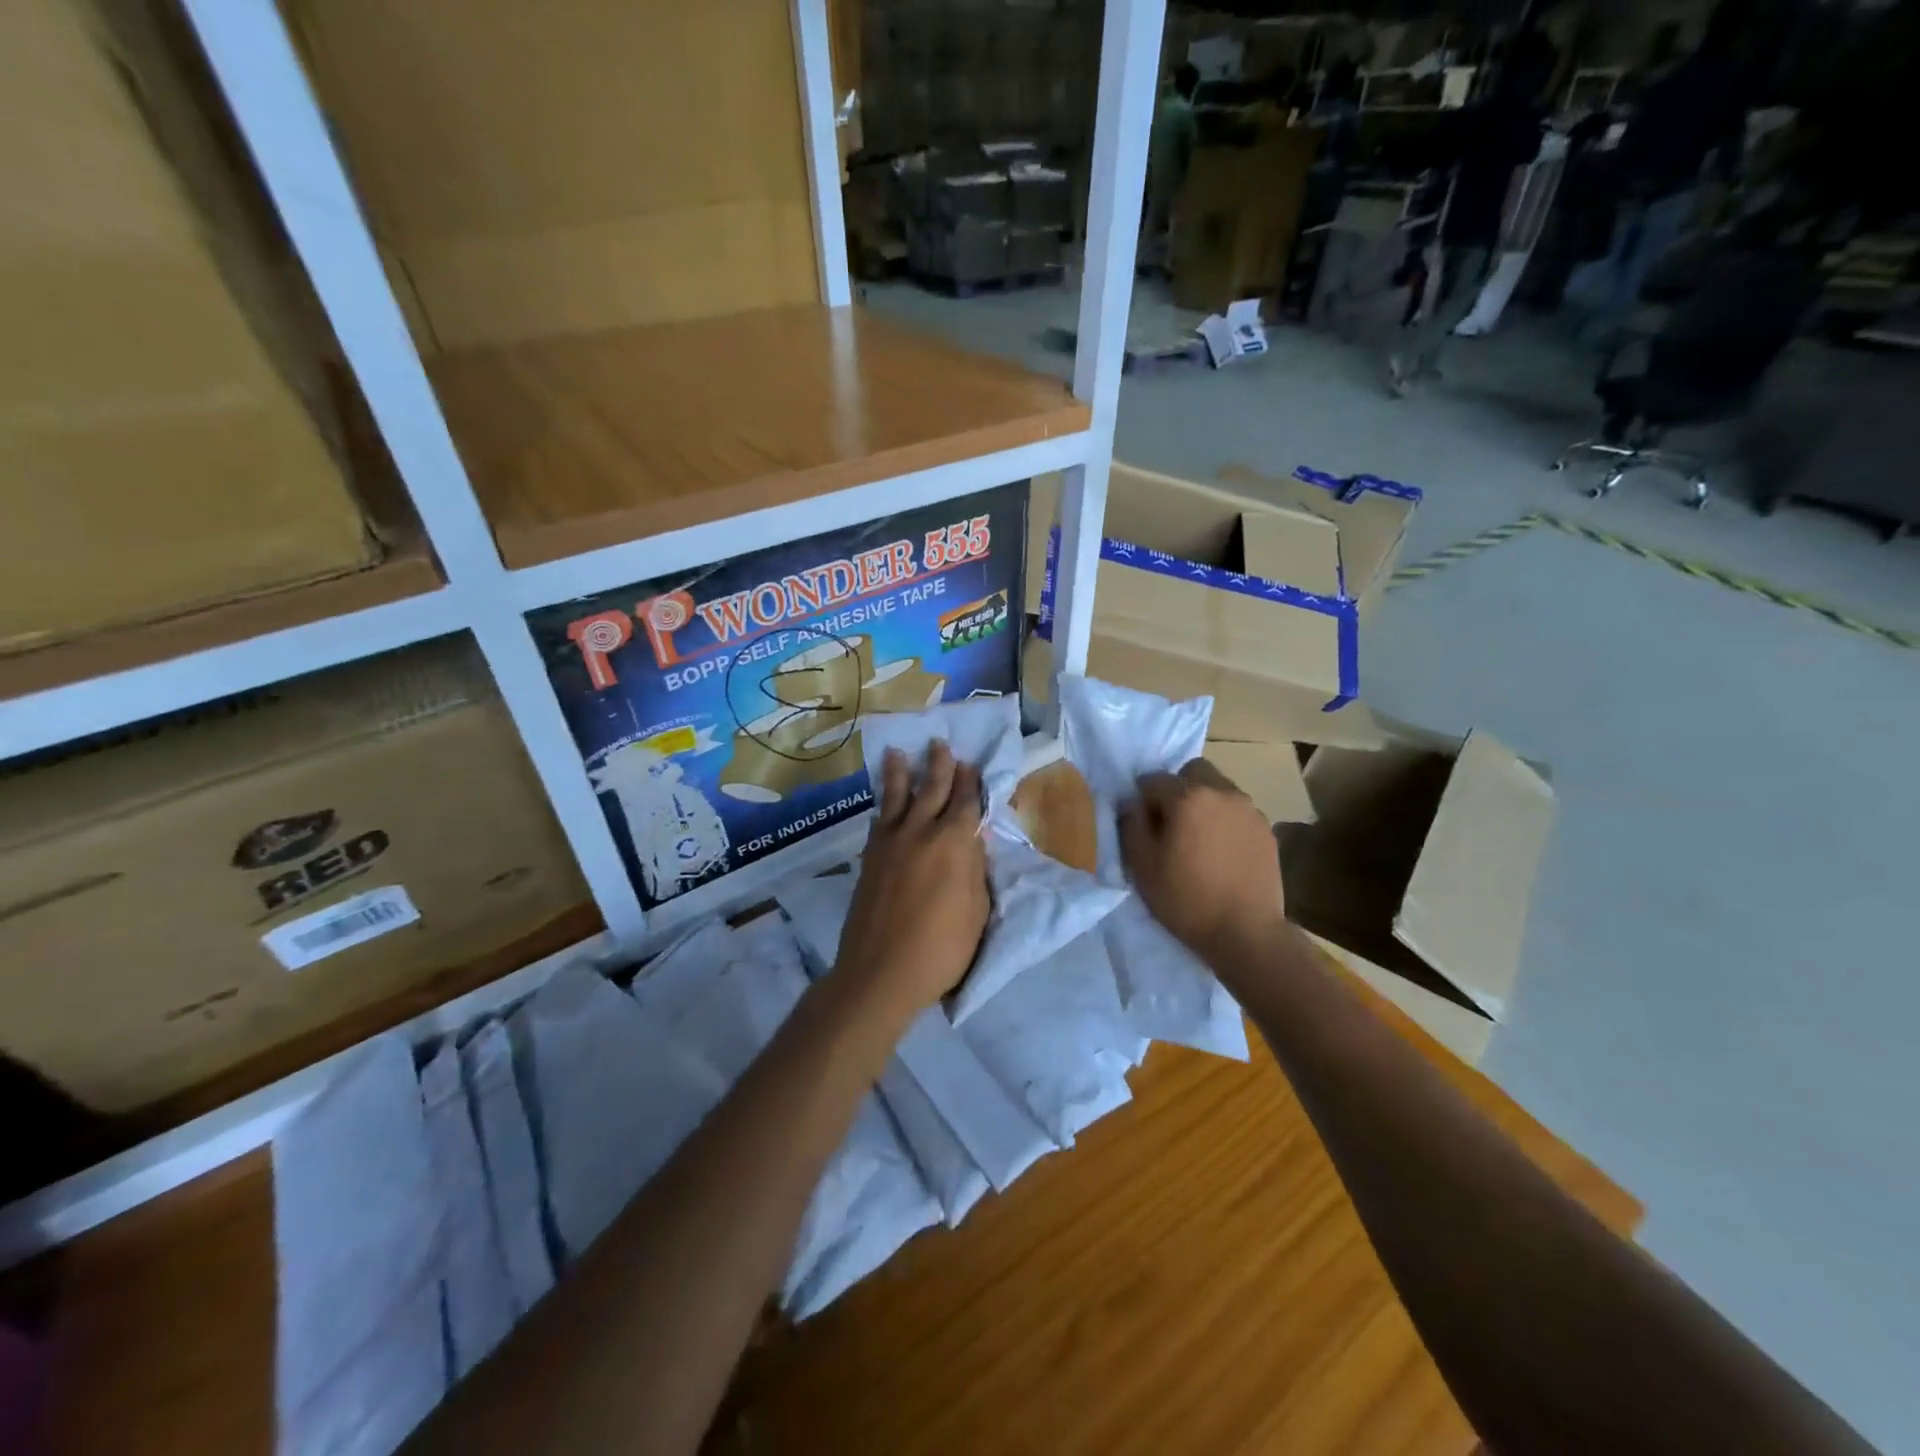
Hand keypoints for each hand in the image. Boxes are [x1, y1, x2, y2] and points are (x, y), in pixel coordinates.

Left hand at [836, 742, 989, 1019]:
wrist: (880, 972)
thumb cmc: (940, 949)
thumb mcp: (976, 911)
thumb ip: (975, 870)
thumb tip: (972, 841)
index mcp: (954, 843)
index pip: (966, 802)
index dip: (971, 782)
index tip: (971, 764)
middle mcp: (921, 832)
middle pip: (932, 789)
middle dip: (939, 765)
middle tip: (940, 744)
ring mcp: (890, 842)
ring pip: (897, 796)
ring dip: (901, 772)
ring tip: (899, 752)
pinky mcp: (869, 857)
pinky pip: (878, 819)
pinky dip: (883, 804)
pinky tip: (883, 800)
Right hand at [1118, 759, 1286, 960]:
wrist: (1245, 933)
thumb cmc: (1186, 899)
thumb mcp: (1142, 865)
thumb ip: (1131, 825)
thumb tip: (1131, 803)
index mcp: (1188, 797)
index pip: (1153, 780)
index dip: (1143, 802)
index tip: (1144, 828)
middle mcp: (1221, 792)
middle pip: (1192, 773)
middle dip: (1177, 790)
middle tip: (1172, 826)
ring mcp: (1248, 809)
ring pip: (1217, 789)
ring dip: (1203, 803)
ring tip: (1199, 840)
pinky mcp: (1266, 828)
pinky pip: (1236, 811)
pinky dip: (1224, 820)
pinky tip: (1221, 852)